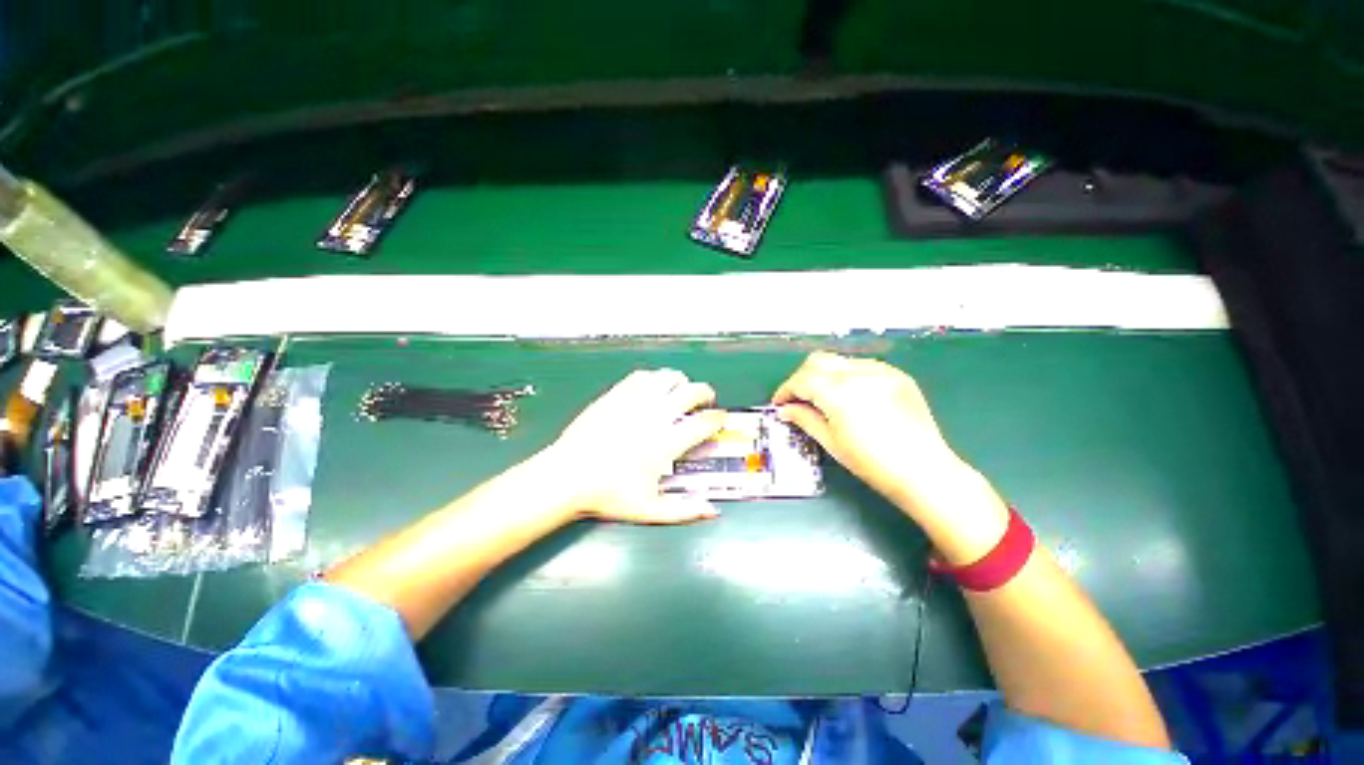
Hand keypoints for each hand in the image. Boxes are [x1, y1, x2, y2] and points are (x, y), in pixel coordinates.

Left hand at [537, 369, 726, 524]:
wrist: (567, 475)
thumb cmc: (608, 494)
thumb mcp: (649, 509)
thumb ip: (684, 510)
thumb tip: (712, 510)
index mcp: (666, 442)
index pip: (704, 422)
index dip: (718, 418)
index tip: (720, 419)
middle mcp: (655, 416)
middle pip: (692, 391)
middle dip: (706, 393)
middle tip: (706, 401)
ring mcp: (635, 401)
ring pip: (668, 377)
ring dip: (680, 382)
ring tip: (680, 391)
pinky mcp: (616, 394)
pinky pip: (642, 376)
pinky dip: (654, 379)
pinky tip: (652, 389)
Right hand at [772, 353, 1007, 559]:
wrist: (925, 471)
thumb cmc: (872, 463)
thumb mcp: (831, 442)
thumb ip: (804, 419)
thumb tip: (785, 409)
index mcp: (838, 392)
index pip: (801, 381)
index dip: (785, 391)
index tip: (780, 403)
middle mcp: (858, 373)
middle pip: (817, 362)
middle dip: (802, 377)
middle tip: (798, 399)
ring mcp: (880, 371)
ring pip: (839, 361)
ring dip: (824, 375)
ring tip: (824, 397)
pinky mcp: (897, 375)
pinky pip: (862, 366)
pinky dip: (848, 376)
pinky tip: (850, 396)